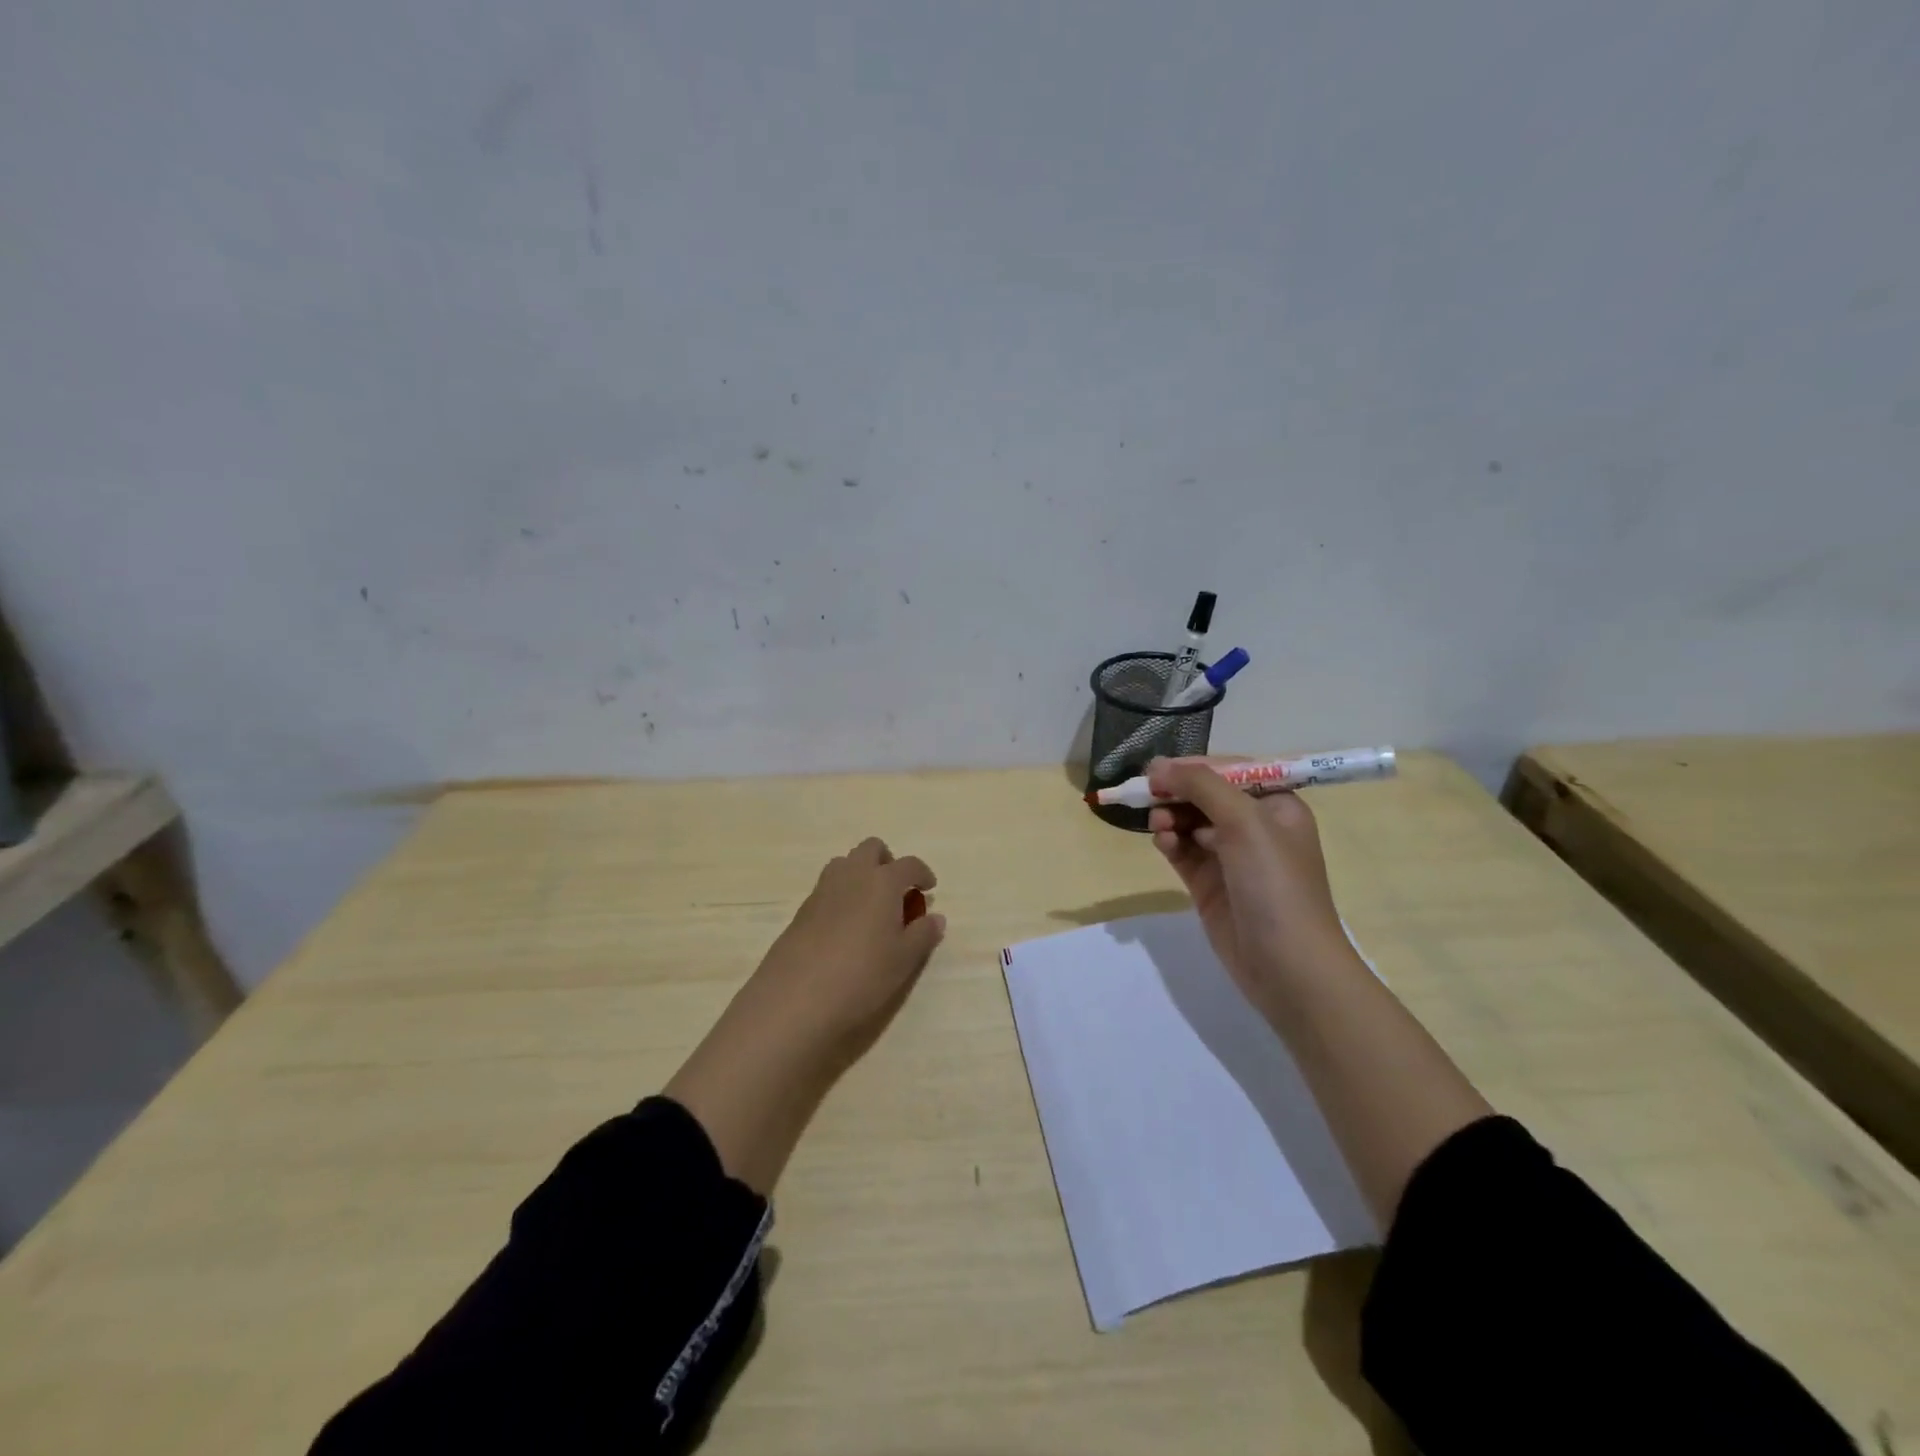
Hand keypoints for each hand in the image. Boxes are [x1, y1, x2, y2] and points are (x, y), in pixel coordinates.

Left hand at [743, 836, 944, 1062]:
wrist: (796, 997)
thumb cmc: (862, 974)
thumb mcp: (904, 959)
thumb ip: (923, 934)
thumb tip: (935, 917)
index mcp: (882, 882)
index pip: (909, 864)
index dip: (922, 873)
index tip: (929, 888)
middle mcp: (852, 875)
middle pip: (871, 848)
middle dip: (887, 862)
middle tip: (897, 891)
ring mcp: (823, 890)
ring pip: (845, 863)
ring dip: (861, 874)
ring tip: (870, 908)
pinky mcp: (802, 910)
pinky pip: (828, 888)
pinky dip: (842, 895)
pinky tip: (845, 928)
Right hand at [1146, 758, 1353, 1009]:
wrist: (1288, 966)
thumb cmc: (1275, 884)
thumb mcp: (1245, 822)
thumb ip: (1202, 786)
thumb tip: (1158, 766)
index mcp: (1276, 805)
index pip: (1230, 771)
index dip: (1194, 767)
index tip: (1157, 769)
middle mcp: (1254, 827)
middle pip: (1206, 795)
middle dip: (1177, 792)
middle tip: (1147, 793)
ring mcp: (1230, 858)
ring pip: (1190, 822)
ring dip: (1170, 817)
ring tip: (1158, 824)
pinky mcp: (1209, 885)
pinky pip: (1182, 852)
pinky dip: (1170, 842)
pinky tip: (1162, 842)